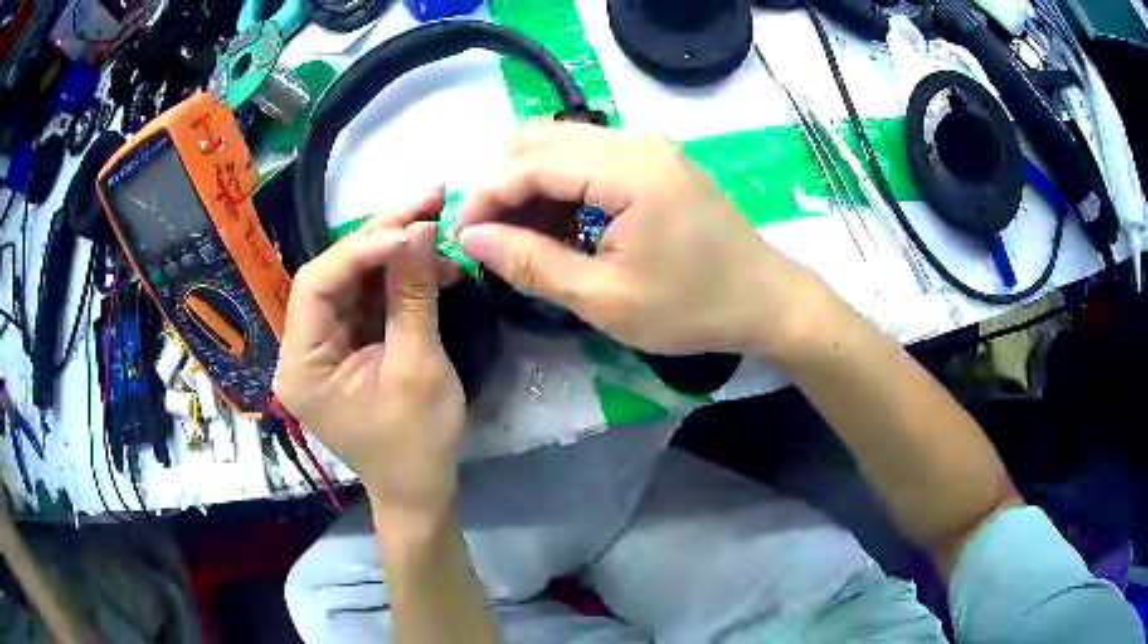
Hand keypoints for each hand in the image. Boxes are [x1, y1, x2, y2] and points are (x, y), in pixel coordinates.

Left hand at [273, 190, 465, 516]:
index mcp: (302, 364)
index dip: (360, 248)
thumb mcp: (418, 367)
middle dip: (382, 235)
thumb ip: (413, 295)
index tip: (412, 227)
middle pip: (335, 274)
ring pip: (355, 280)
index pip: (316, 284)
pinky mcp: (348, 345)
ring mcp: (325, 344)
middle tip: (430, 200)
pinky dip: (401, 278)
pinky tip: (434, 263)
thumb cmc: (417, 443)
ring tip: (438, 225)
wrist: (420, 490)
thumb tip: (421, 228)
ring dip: (396, 251)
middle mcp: (303, 347)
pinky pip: (369, 299)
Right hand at [455, 122, 833, 358]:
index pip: (529, 161)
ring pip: (559, 144)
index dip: (484, 196)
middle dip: (500, 184)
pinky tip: (555, 226)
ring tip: (518, 238)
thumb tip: (471, 239)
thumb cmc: (693, 308)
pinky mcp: (653, 160)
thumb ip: (532, 264)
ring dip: (527, 184)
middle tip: (488, 237)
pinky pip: (587, 158)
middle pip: (539, 138)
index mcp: (629, 169)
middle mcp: (635, 140)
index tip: (461, 238)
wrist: (765, 300)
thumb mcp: (605, 299)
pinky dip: (559, 187)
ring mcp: (647, 146)